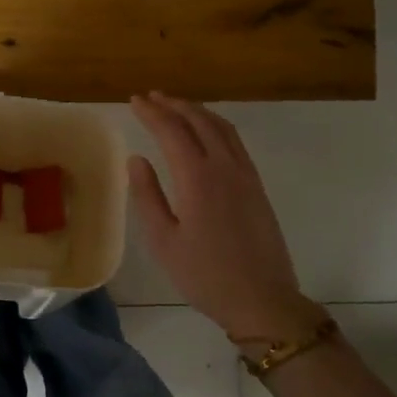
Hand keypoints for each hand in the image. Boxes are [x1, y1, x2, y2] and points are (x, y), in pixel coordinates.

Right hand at [128, 93, 323, 343]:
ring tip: (176, 106)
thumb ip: (148, 196)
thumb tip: (137, 159)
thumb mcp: (164, 241)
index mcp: (198, 178)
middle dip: (174, 105)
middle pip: (199, 121)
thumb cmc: (205, 275)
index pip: (171, 131)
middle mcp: (224, 167)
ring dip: (197, 111)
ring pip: (221, 127)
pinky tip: (207, 132)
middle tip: (151, 97)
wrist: (262, 299)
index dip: (151, 113)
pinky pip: (235, 142)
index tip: (134, 100)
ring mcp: (245, 174)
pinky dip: (216, 125)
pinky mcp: (257, 186)